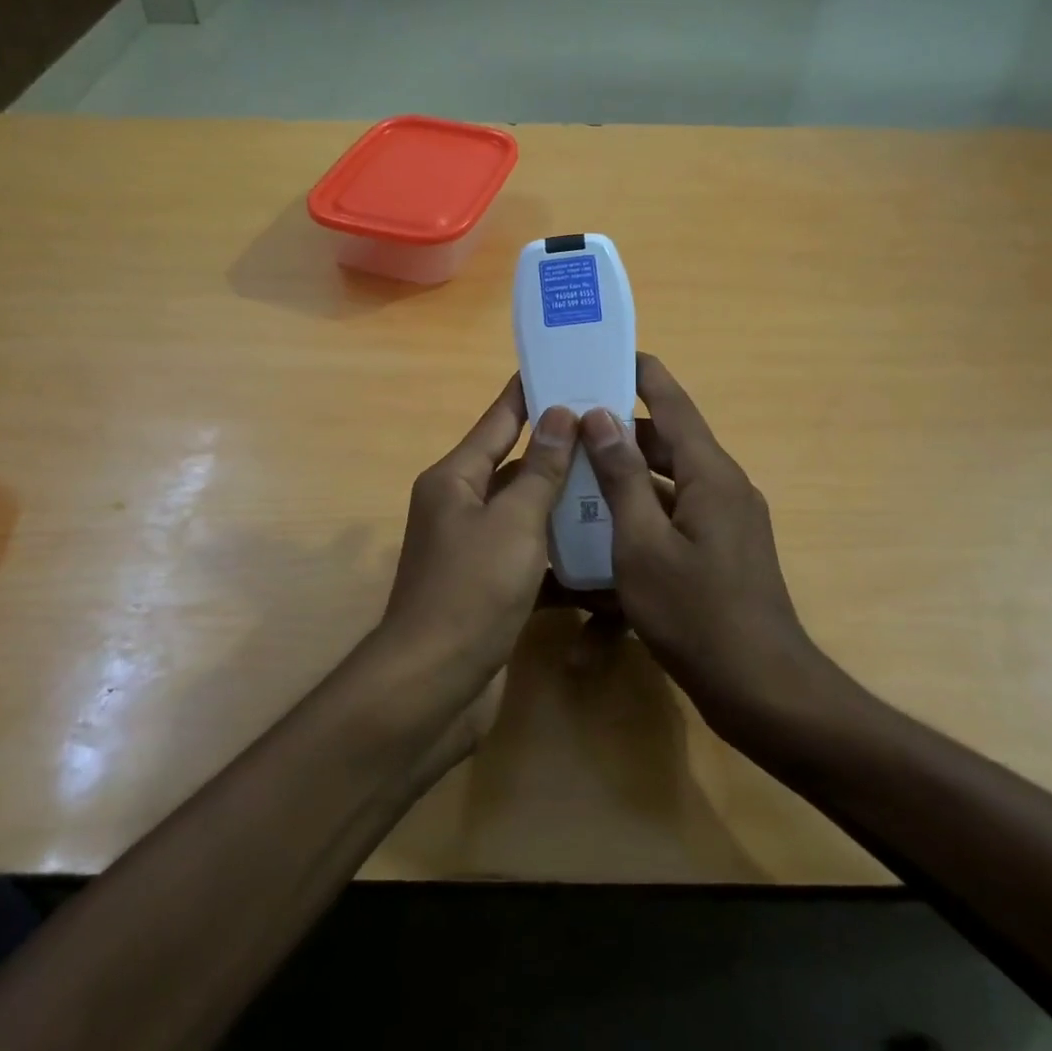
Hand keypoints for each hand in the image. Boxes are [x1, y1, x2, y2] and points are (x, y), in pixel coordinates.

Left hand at [375, 375, 578, 710]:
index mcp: (455, 479)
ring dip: (564, 503)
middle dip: (559, 449)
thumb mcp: (513, 523)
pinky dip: (559, 554)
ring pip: (526, 512)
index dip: (529, 392)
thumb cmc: (472, 591)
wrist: (434, 685)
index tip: (563, 365)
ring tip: (617, 481)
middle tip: (611, 429)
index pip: (498, 420)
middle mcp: (459, 506)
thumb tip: (560, 414)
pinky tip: (602, 552)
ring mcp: (473, 549)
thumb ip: (540, 470)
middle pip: (515, 465)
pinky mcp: (488, 587)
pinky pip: (529, 556)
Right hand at [578, 354, 855, 735]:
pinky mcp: (721, 551)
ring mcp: (726, 521)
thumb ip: (622, 477)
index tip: (607, 352)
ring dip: (629, 473)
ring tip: (578, 469)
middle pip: (668, 441)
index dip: (642, 374)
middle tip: (572, 421)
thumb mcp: (642, 544)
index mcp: (710, 474)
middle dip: (622, 429)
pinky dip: (643, 509)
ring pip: (670, 480)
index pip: (673, 404)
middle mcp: (723, 487)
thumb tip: (600, 417)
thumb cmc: (696, 614)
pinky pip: (676, 512)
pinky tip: (606, 526)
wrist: (762, 689)